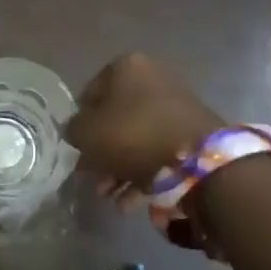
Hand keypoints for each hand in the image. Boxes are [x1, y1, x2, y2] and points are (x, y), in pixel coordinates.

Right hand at [65, 54, 226, 188]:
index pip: (90, 94)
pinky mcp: (192, 131)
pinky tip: (130, 202)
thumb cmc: (132, 135)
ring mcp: (176, 104)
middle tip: (94, 180)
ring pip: (137, 138)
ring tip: (110, 197)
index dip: (80, 124)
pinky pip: (158, 150)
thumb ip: (74, 129)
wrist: (196, 159)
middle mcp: (153, 78)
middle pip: (116, 118)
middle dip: (103, 153)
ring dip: (119, 168)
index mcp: (126, 67)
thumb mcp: (87, 133)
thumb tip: (77, 131)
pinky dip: (143, 173)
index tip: (77, 151)